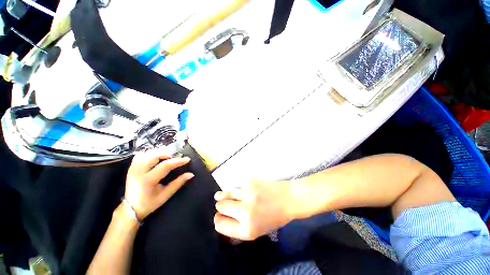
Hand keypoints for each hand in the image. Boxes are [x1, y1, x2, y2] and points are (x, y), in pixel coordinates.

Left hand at [125, 149, 193, 219]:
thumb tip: (191, 174)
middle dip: (169, 154)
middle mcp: (138, 172)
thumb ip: (178, 183)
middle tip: (178, 157)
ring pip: (148, 153)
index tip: (187, 159)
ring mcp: (133, 168)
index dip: (177, 161)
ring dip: (160, 153)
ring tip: (169, 157)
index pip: (165, 166)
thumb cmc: (150, 203)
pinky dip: (151, 153)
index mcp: (147, 180)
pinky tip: (157, 157)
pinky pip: (141, 155)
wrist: (131, 208)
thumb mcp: (166, 195)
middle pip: (155, 155)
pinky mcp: (131, 167)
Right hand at [214, 180, 293, 239]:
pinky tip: (241, 190)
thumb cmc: (275, 217)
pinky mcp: (250, 182)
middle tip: (223, 205)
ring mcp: (247, 194)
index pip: (220, 225)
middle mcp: (245, 212)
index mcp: (247, 229)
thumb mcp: (257, 230)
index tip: (219, 216)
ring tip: (219, 196)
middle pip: (220, 207)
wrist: (289, 199)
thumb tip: (221, 217)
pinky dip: (236, 188)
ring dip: (223, 196)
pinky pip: (237, 185)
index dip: (218, 220)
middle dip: (220, 206)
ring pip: (225, 194)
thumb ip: (238, 227)